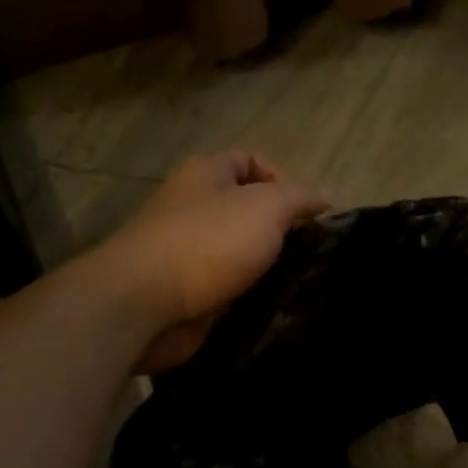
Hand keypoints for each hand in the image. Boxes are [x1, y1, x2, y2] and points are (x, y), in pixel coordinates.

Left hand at [100, 151, 328, 373]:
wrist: (144, 304)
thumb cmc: (207, 242)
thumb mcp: (266, 206)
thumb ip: (298, 198)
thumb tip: (323, 197)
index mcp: (205, 175)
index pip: (251, 161)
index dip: (284, 179)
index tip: (311, 213)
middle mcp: (194, 207)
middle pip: (248, 209)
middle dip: (282, 229)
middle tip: (313, 251)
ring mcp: (189, 252)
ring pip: (242, 252)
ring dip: (269, 266)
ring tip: (303, 281)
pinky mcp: (189, 292)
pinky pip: (231, 288)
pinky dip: (252, 295)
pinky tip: (277, 306)